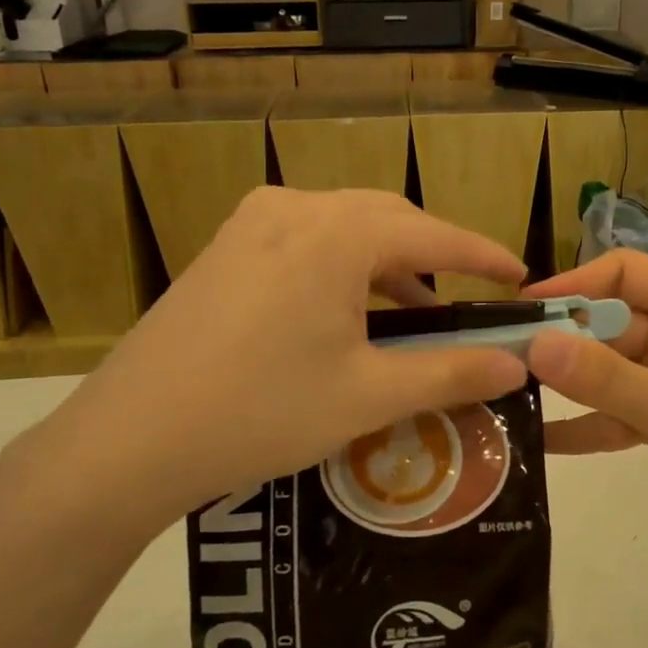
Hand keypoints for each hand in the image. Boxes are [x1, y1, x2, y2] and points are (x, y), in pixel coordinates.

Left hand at [0, 188, 529, 546]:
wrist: (128, 440)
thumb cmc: (262, 411)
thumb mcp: (368, 395)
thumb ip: (451, 372)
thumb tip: (516, 363)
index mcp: (337, 231)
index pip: (433, 234)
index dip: (482, 255)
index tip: (520, 275)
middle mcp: (296, 207)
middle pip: (388, 220)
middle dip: (434, 255)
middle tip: (467, 299)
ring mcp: (252, 222)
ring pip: (344, 227)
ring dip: (386, 263)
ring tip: (413, 314)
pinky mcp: (225, 246)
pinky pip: (305, 239)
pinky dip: (342, 267)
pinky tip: (347, 312)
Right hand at [524, 252, 647, 571]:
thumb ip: (611, 381)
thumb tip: (536, 342)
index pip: (628, 275)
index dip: (574, 284)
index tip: (522, 310)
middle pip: (611, 323)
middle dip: (561, 340)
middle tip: (500, 361)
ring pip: (609, 369)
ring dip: (567, 382)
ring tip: (508, 393)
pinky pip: (617, 413)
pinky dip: (585, 424)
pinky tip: (541, 439)